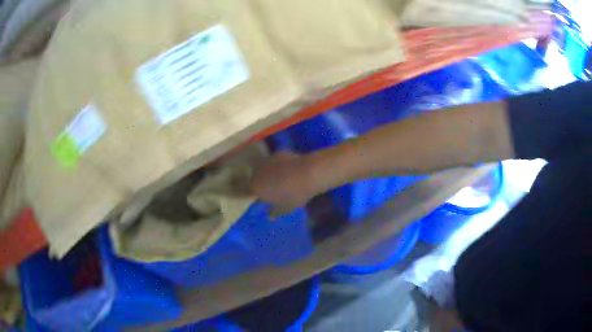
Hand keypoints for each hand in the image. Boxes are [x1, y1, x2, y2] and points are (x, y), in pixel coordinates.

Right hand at [250, 152, 317, 213]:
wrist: (309, 173)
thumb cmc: (294, 195)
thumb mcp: (285, 208)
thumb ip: (274, 212)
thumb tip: (269, 216)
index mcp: (255, 187)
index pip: (247, 191)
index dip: (253, 194)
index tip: (260, 198)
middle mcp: (257, 172)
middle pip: (254, 178)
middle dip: (260, 183)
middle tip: (271, 189)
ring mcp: (267, 160)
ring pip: (264, 168)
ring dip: (269, 173)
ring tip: (281, 178)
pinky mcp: (278, 152)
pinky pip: (275, 161)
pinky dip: (279, 165)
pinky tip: (289, 169)